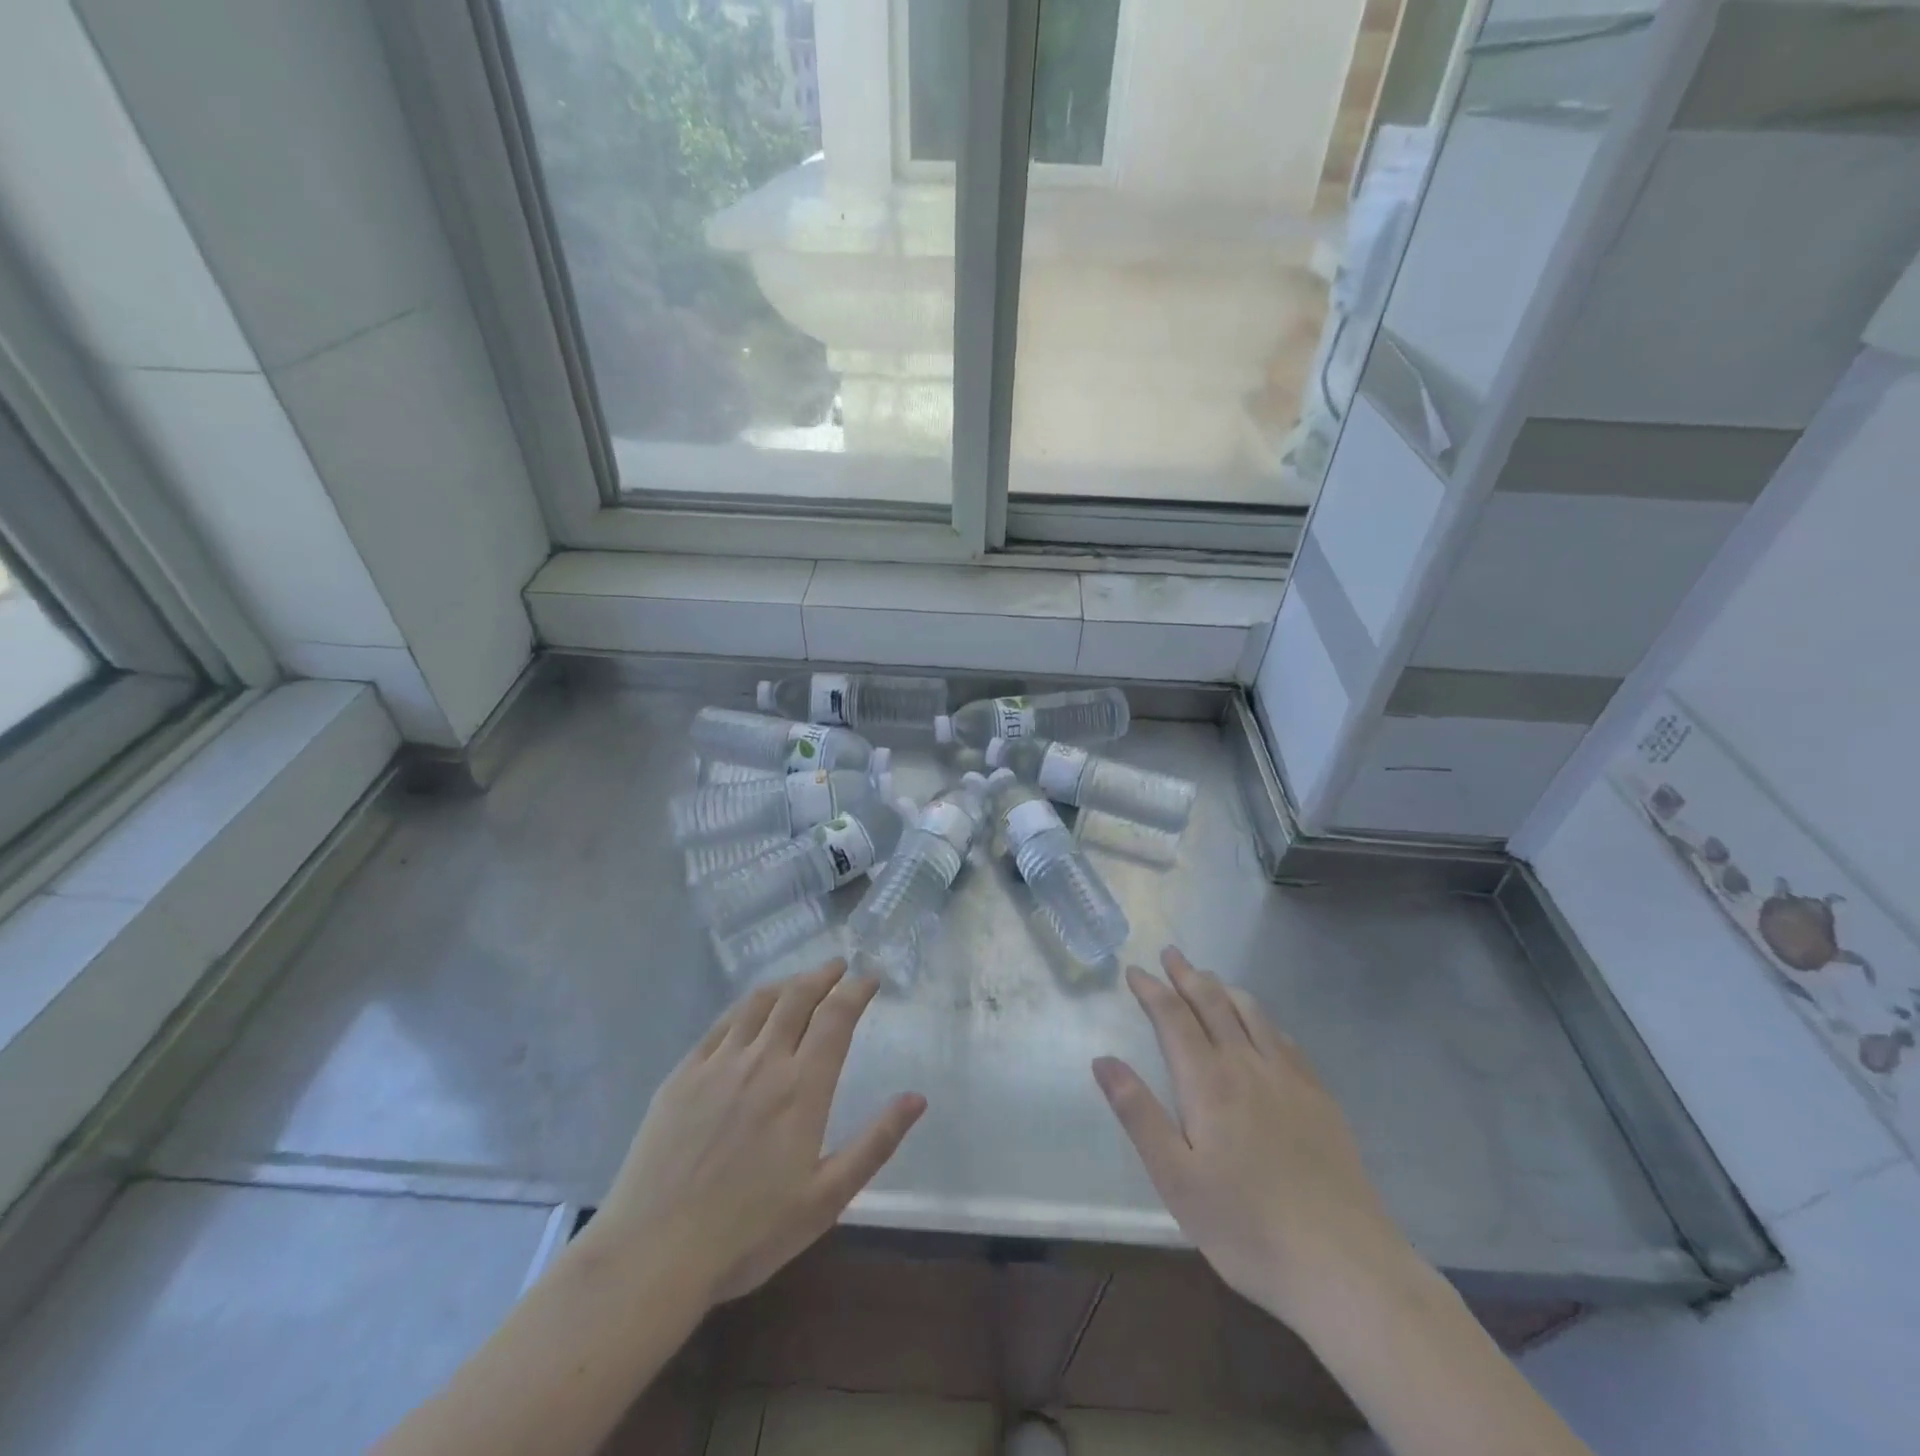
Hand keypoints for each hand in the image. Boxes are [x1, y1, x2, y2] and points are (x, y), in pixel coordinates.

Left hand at [591, 960, 924, 1306]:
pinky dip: (745, 1006)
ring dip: (786, 983)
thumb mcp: (825, 1200)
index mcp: (802, 1089)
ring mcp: (718, 1064)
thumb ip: (875, 1143)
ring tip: (800, 981)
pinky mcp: (683, 1075)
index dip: (856, 990)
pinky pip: (721, 1024)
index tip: (871, 978)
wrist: (653, 1254)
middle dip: (823, 975)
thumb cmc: (748, 1234)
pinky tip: (749, 1011)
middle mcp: (763, 1062)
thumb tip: (917, 1098)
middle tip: (839, 966)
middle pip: (798, 997)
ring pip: (758, 1002)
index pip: (836, 1017)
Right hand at [1093, 947, 1418, 1327]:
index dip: (1151, 990)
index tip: (1134, 970)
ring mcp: (1290, 1079)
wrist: (1344, 1265)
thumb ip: (1138, 1114)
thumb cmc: (1246, 1226)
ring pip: (1253, 1013)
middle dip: (1188, 975)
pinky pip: (1285, 1039)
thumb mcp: (1175, 1179)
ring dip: (1225, 988)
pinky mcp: (1320, 1098)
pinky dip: (1262, 1018)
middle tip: (1171, 953)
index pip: (1173, 1017)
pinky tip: (1262, 1025)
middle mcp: (1248, 1065)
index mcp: (1209, 1082)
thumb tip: (1102, 1060)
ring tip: (1210, 977)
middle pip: (1213, 1003)